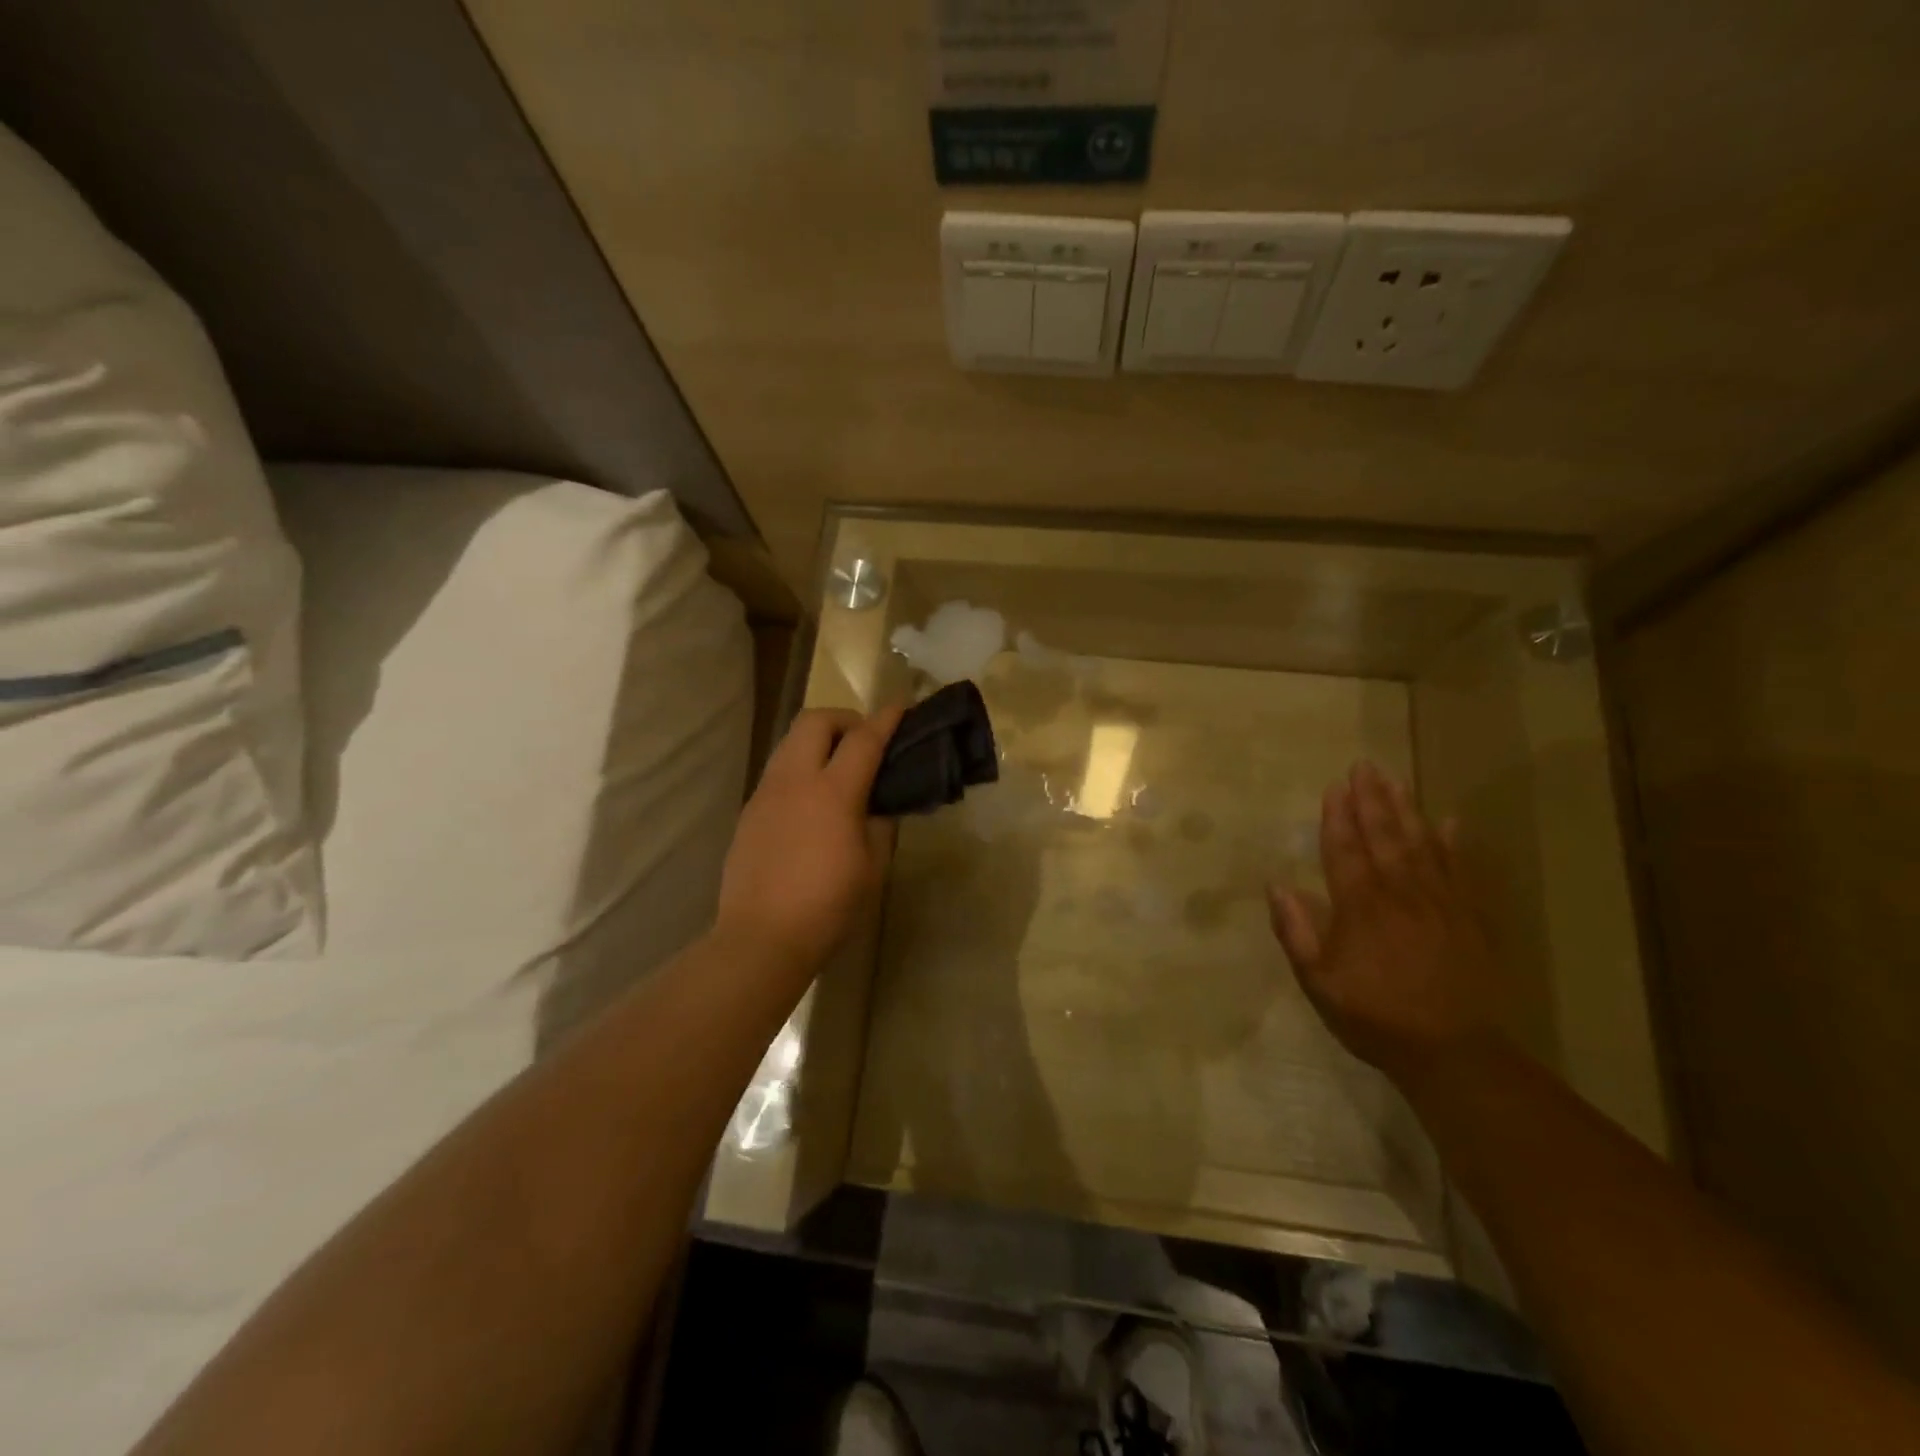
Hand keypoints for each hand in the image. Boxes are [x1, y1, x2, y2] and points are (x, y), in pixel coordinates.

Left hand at [716, 704, 904, 978]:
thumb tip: (877, 805)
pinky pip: (778, 772)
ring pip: (790, 742)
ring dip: (818, 741)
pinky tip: (811, 803)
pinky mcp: (749, 812)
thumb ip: (880, 825)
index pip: (863, 739)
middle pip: (815, 721)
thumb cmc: (828, 906)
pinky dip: (800, 768)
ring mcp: (766, 794)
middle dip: (844, 719)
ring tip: (838, 769)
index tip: (901, 706)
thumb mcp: (872, 867)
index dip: (885, 719)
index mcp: (833, 792)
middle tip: (864, 742)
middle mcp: (794, 780)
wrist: (761, 939)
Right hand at [1267, 761, 1501, 1084]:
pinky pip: (1459, 869)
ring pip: (1420, 843)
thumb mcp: (1318, 982)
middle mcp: (1399, 893)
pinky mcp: (1468, 917)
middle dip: (1370, 799)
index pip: (1345, 850)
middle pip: (1383, 836)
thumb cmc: (1375, 1016)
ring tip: (1394, 779)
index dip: (1338, 818)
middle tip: (1363, 766)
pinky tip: (1449, 820)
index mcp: (1360, 907)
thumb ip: (1296, 931)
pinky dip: (1453, 842)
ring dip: (1405, 808)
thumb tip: (1277, 886)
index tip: (1335, 787)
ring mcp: (1438, 902)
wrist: (1454, 1052)